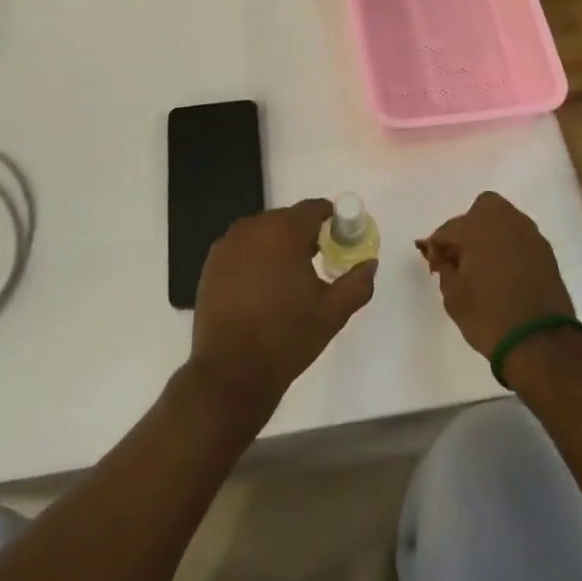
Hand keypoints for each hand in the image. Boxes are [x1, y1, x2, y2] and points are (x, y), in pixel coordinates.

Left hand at [189, 199, 376, 413]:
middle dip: (304, 235)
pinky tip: (261, 288)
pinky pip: (242, 248)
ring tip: (288, 278)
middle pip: (287, 219)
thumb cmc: (287, 338)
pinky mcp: (211, 263)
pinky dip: (255, 257)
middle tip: (317, 263)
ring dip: (278, 245)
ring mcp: (227, 244)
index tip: (340, 240)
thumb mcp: (332, 313)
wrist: (231, 372)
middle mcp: (253, 227)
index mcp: (284, 231)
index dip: (331, 220)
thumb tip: (370, 264)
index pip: (314, 208)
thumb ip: (357, 283)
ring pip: (263, 232)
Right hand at [416, 192, 574, 358]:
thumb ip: (446, 269)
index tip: (435, 268)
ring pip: (504, 221)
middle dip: (468, 227)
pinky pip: (520, 239)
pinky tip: (504, 272)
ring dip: (491, 235)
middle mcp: (506, 222)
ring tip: (483, 265)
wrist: (540, 343)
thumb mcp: (453, 296)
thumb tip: (447, 259)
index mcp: (478, 227)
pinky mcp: (546, 252)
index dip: (437, 248)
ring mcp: (530, 235)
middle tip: (461, 255)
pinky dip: (509, 248)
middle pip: (482, 209)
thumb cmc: (488, 316)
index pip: (448, 229)